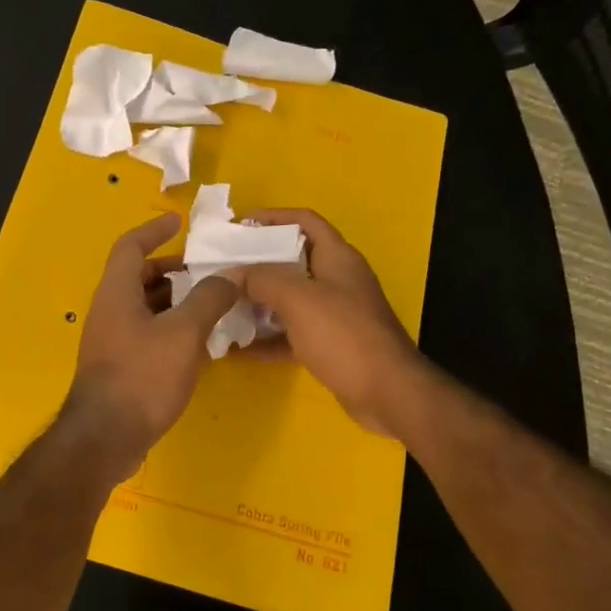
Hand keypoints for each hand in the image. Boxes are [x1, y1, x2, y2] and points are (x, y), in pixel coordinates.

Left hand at [62, 214, 242, 475]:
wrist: (106, 438)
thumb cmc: (142, 376)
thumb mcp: (183, 333)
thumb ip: (208, 299)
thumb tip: (229, 274)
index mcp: (117, 292)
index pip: (130, 246)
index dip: (153, 229)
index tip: (179, 222)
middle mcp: (109, 310)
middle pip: (139, 276)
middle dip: (173, 269)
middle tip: (207, 271)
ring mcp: (112, 340)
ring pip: (145, 307)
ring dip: (176, 301)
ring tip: (212, 304)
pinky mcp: (119, 365)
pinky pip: (147, 333)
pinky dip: (171, 327)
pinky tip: (199, 342)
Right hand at [242, 209, 427, 436]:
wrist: (387, 392)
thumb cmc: (344, 335)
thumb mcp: (298, 299)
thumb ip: (262, 279)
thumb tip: (231, 273)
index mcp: (337, 257)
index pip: (305, 221)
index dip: (273, 217)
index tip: (239, 226)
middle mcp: (337, 281)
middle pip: (293, 260)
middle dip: (258, 263)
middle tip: (223, 270)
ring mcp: (335, 314)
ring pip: (290, 299)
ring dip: (259, 302)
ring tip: (224, 306)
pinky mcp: (330, 345)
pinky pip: (292, 334)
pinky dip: (269, 338)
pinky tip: (240, 349)